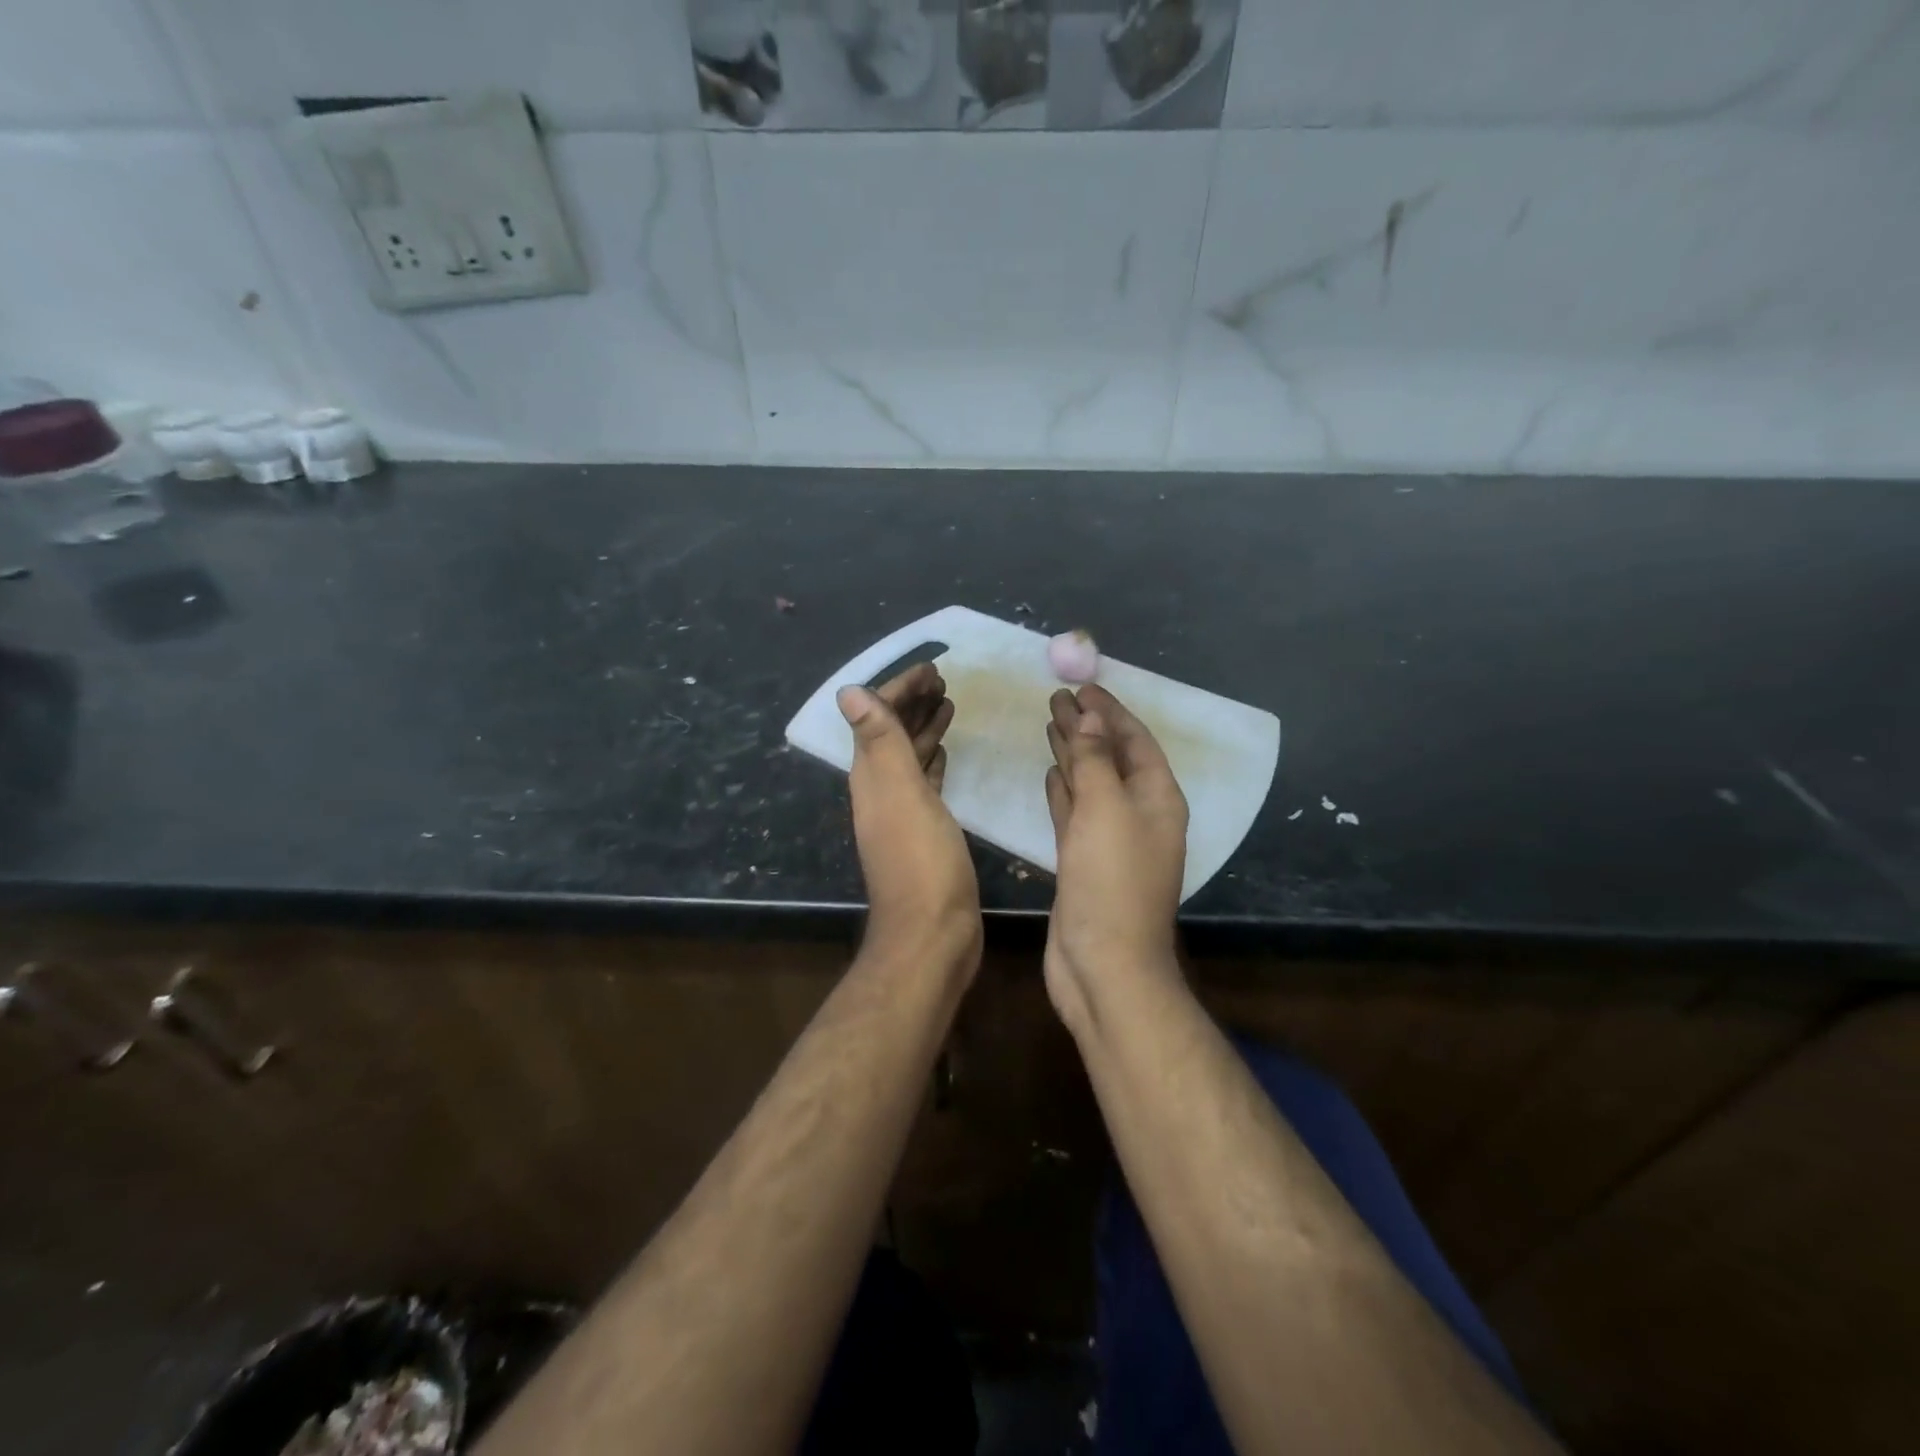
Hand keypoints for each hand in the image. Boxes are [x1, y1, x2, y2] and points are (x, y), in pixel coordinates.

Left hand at [839, 663, 980, 972]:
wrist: (933, 933)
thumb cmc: (921, 861)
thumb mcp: (901, 793)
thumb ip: (879, 741)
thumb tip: (849, 691)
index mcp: (872, 777)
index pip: (879, 718)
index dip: (900, 690)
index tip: (932, 668)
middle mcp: (880, 790)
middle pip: (892, 734)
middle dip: (913, 702)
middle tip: (944, 679)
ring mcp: (901, 812)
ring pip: (909, 756)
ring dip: (924, 728)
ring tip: (949, 704)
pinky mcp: (924, 831)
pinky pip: (925, 782)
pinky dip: (933, 760)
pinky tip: (945, 753)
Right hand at [1043, 685, 1188, 1030]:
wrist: (1104, 964)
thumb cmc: (1111, 881)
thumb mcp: (1105, 810)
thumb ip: (1095, 762)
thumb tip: (1090, 720)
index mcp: (1157, 798)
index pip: (1135, 741)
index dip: (1110, 712)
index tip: (1082, 686)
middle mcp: (1138, 814)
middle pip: (1111, 758)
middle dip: (1087, 727)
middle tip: (1056, 697)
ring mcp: (1110, 839)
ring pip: (1091, 783)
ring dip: (1073, 754)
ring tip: (1050, 723)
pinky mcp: (1083, 859)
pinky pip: (1074, 812)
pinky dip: (1063, 790)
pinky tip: (1051, 772)